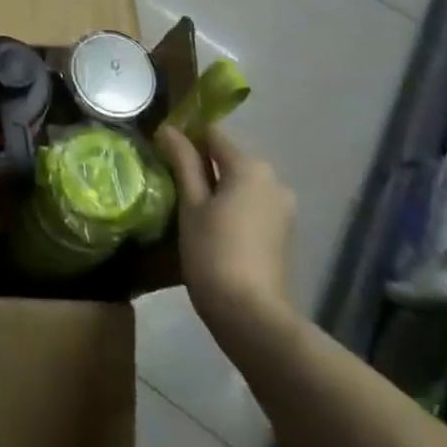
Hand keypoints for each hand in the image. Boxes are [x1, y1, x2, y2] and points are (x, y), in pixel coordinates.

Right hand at [157, 125, 296, 328]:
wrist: (252, 317)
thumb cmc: (214, 253)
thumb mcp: (191, 205)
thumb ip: (182, 161)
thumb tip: (168, 128)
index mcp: (249, 166)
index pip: (212, 134)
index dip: (186, 138)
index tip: (163, 153)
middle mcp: (272, 179)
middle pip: (229, 158)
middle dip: (202, 166)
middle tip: (171, 184)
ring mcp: (282, 207)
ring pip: (241, 183)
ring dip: (217, 188)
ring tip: (189, 208)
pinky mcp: (283, 232)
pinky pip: (252, 204)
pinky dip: (233, 207)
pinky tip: (213, 228)